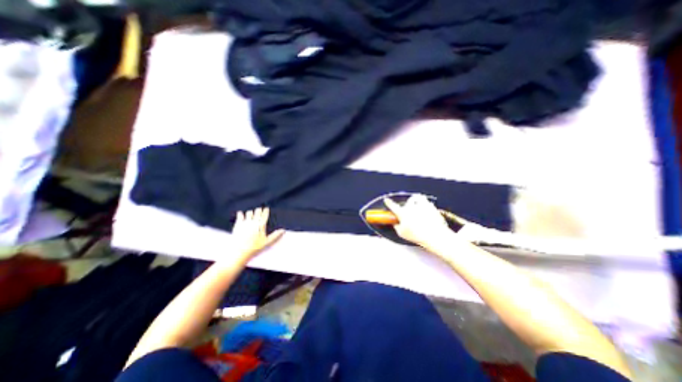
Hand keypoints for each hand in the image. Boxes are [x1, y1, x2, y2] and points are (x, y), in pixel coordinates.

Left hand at [230, 209, 280, 258]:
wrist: (239, 251)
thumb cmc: (254, 247)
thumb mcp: (267, 242)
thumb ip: (275, 235)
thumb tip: (283, 230)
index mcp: (261, 225)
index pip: (264, 215)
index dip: (266, 211)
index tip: (266, 208)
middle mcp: (254, 222)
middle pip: (257, 211)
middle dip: (259, 210)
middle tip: (259, 210)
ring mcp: (245, 222)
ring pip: (249, 212)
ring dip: (251, 213)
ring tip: (251, 214)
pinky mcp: (238, 224)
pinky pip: (240, 215)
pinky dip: (241, 214)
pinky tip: (241, 214)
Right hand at [383, 195, 451, 248]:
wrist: (435, 235)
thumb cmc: (416, 235)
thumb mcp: (402, 233)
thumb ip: (397, 227)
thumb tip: (395, 223)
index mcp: (403, 213)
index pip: (393, 206)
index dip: (389, 203)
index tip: (386, 200)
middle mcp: (411, 206)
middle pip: (408, 201)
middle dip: (408, 204)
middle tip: (409, 209)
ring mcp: (422, 205)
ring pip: (417, 198)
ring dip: (416, 200)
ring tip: (418, 206)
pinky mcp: (431, 207)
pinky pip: (427, 202)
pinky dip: (426, 205)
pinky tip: (427, 210)